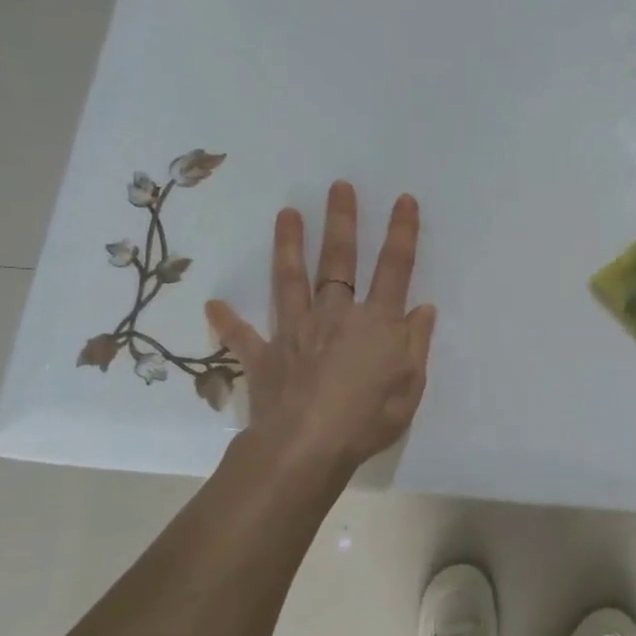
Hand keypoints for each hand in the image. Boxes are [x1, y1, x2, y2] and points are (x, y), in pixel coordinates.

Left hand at [207, 181, 435, 479]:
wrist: (307, 448)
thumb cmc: (369, 419)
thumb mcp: (411, 386)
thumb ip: (416, 343)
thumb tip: (422, 309)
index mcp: (377, 322)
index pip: (395, 267)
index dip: (402, 232)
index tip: (404, 200)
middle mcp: (336, 315)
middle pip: (340, 260)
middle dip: (341, 221)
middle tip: (338, 187)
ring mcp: (296, 331)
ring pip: (292, 280)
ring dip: (289, 246)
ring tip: (286, 213)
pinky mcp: (265, 356)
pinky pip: (243, 335)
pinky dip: (228, 320)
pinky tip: (213, 303)